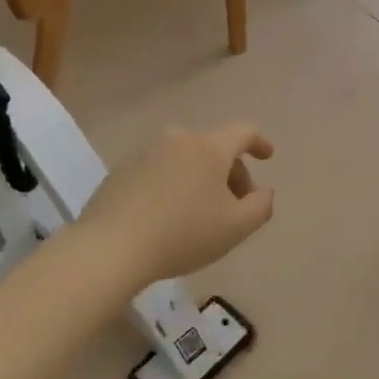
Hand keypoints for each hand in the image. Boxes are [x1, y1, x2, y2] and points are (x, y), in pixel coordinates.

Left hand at [80, 124, 274, 286]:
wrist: (111, 247)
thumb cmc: (183, 235)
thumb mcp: (236, 228)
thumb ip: (261, 206)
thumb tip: (264, 191)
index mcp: (208, 148)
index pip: (243, 132)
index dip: (260, 142)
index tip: (268, 156)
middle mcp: (177, 140)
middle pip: (214, 148)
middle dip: (232, 173)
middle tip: (236, 205)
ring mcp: (145, 153)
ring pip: (186, 159)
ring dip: (201, 179)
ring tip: (201, 214)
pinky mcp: (121, 171)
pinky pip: (160, 171)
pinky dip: (173, 185)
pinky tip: (169, 216)